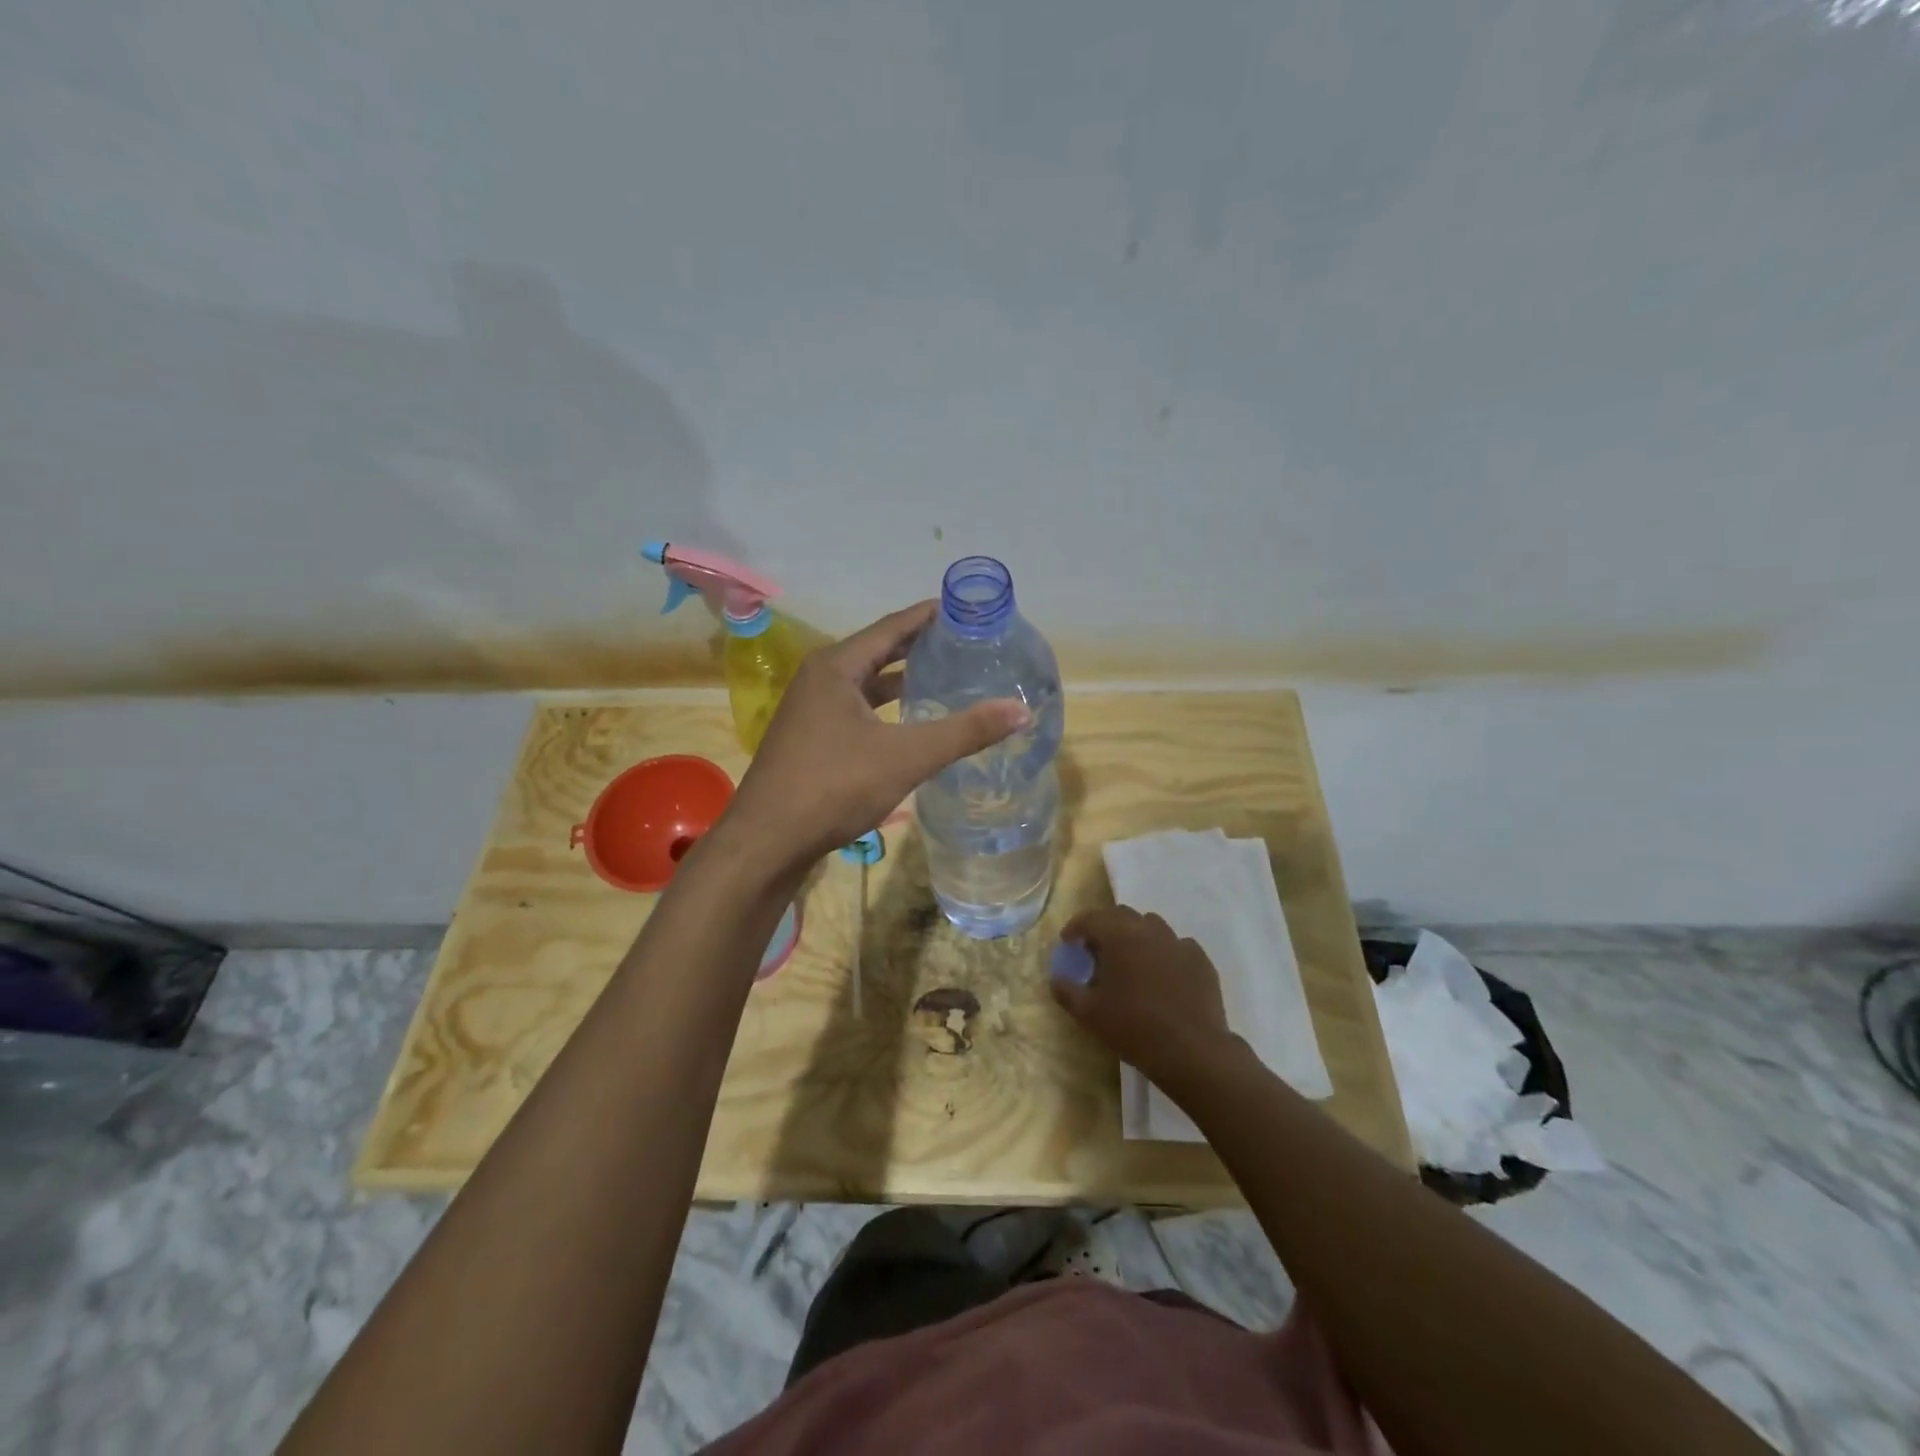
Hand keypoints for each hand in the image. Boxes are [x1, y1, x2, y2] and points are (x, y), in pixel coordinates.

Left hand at [723, 602, 1028, 867]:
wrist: (767, 841)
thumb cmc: (833, 786)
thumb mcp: (905, 757)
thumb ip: (964, 732)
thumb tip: (1021, 711)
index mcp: (836, 667)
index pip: (891, 627)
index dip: (928, 616)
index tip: (962, 608)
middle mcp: (819, 679)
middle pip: (877, 651)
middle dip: (918, 646)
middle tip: (961, 642)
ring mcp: (809, 710)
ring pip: (864, 684)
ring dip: (900, 679)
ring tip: (941, 677)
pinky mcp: (809, 739)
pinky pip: (855, 709)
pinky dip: (883, 708)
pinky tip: (906, 723)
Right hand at [1051, 905, 1243, 1093]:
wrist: (1191, 1051)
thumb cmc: (1133, 1027)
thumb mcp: (1089, 1014)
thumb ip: (1067, 991)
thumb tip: (1056, 979)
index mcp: (1119, 936)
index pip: (1091, 918)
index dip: (1076, 927)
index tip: (1069, 942)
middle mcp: (1149, 930)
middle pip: (1122, 915)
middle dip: (1106, 927)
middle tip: (1098, 950)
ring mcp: (1178, 943)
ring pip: (1152, 926)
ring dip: (1136, 936)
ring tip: (1132, 961)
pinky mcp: (1200, 960)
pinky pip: (1177, 946)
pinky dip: (1165, 953)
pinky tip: (1163, 975)